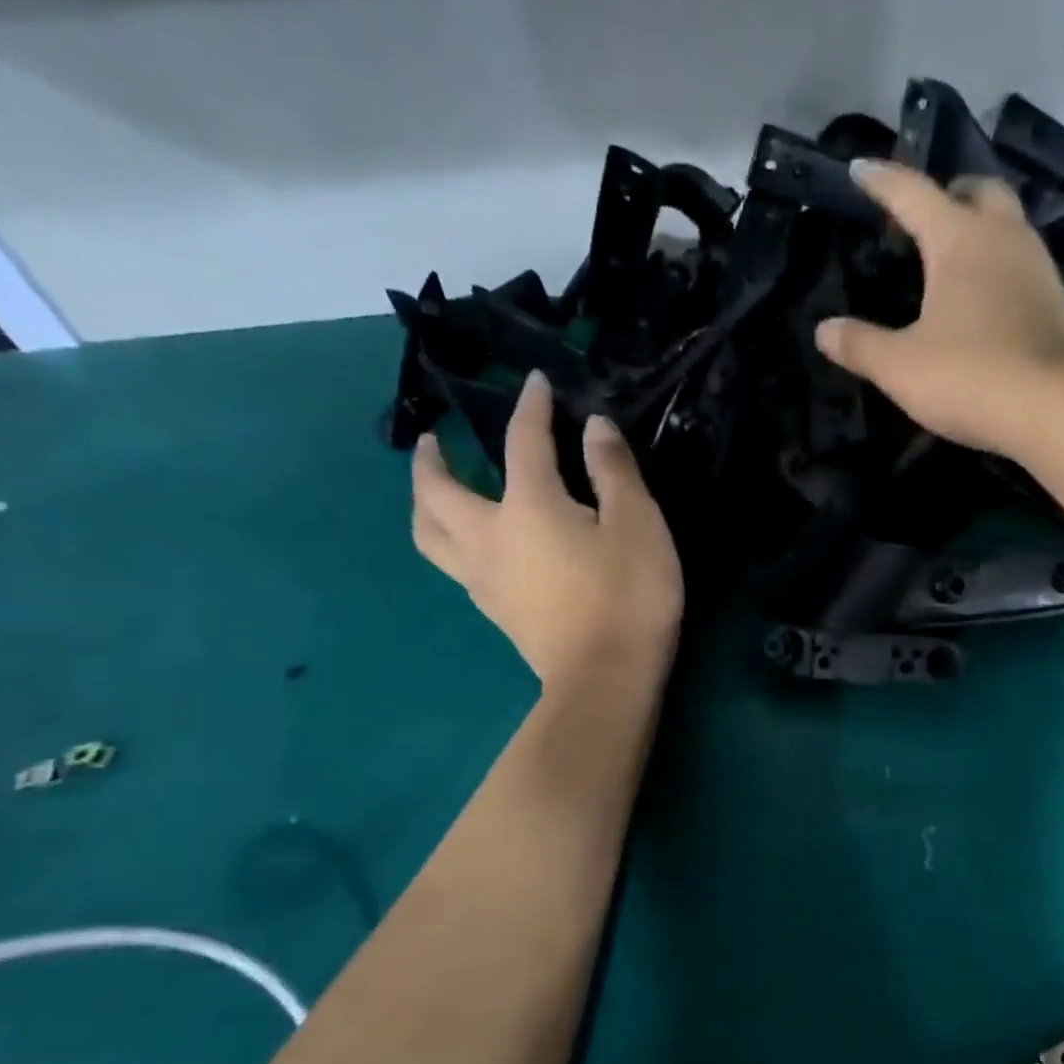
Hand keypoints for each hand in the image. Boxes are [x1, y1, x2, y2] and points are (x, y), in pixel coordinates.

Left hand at [411, 372, 682, 690]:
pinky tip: (473, 545)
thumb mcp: (639, 525)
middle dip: (430, 459)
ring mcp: (484, 579)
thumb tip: (594, 427)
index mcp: (529, 506)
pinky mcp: (495, 612)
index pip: (523, 441)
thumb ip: (614, 471)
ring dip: (424, 504)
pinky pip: (454, 566)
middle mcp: (490, 536)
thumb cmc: (629, 597)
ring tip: (435, 492)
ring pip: (430, 534)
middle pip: (437, 491)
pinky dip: (451, 541)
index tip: (534, 384)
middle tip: (433, 441)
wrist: (606, 680)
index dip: (530, 407)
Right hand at [813, 160, 1063, 458]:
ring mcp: (1038, 268)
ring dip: (983, 229)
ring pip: (1010, 226)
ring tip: (958, 258)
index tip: (861, 168)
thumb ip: (860, 345)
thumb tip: (824, 330)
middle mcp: (1004, 238)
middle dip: (951, 192)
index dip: (883, 181)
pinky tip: (991, 300)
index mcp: (959, 239)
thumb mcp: (900, 367)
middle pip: (979, 191)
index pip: (913, 192)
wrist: (1055, 409)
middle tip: (927, 213)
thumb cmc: (969, 376)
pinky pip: (1025, 267)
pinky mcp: (1059, 304)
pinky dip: (1002, 269)